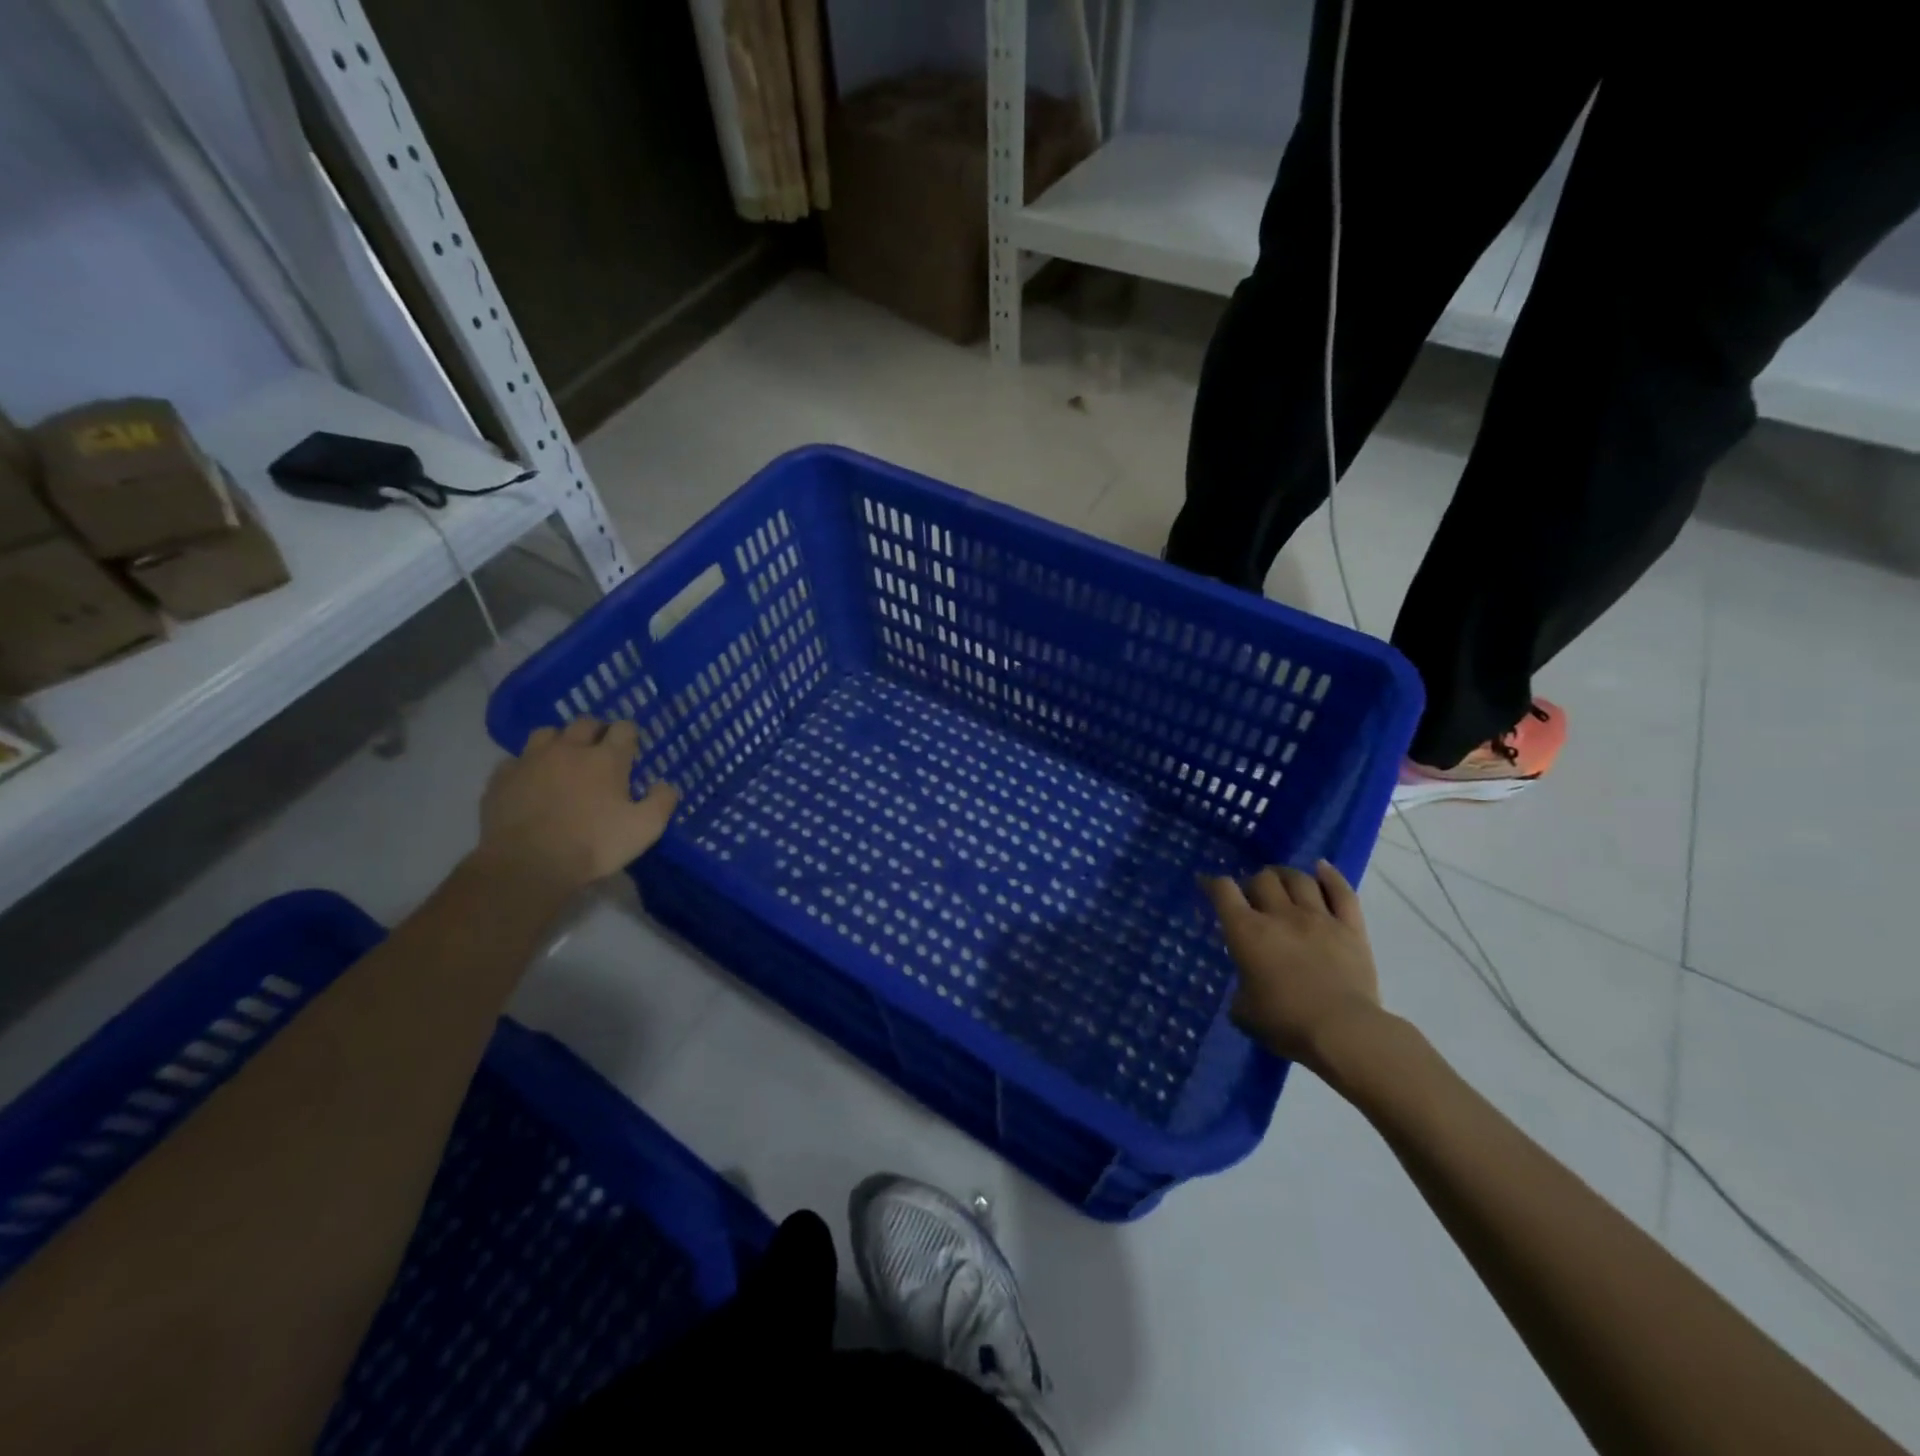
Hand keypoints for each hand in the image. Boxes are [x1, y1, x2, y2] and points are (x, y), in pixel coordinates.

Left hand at [477, 717, 678, 893]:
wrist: (528, 864)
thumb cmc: (593, 844)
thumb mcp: (645, 829)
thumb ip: (662, 801)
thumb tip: (665, 785)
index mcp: (606, 758)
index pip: (624, 728)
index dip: (629, 735)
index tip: (631, 749)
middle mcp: (569, 749)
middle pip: (584, 723)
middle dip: (595, 732)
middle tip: (599, 751)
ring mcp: (531, 761)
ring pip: (546, 733)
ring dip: (558, 742)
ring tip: (562, 760)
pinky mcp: (502, 778)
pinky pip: (514, 761)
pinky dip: (525, 767)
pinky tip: (529, 783)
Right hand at [1202, 860, 1384, 1071]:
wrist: (1343, 1031)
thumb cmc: (1285, 1023)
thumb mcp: (1244, 1012)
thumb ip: (1240, 992)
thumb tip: (1246, 989)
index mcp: (1246, 932)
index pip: (1223, 891)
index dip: (1213, 884)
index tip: (1207, 885)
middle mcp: (1280, 915)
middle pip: (1263, 879)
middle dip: (1253, 883)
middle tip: (1252, 896)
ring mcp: (1318, 918)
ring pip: (1298, 880)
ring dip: (1285, 876)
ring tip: (1281, 880)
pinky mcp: (1351, 929)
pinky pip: (1342, 892)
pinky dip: (1330, 876)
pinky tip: (1321, 868)